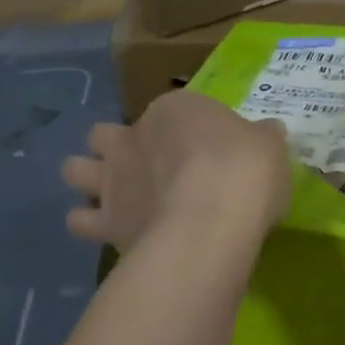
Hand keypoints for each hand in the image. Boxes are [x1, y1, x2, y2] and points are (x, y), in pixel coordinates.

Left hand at [61, 90, 291, 252]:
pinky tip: (115, 234)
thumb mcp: (270, 147)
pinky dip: (90, 226)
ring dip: (88, 182)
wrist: (214, 217)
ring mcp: (112, 179)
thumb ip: (262, 139)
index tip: (204, 153)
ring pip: (74, 170)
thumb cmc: (245, 171)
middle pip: (104, 134)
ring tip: (115, 201)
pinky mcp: (105, 222)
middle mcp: (132, 138)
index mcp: (173, 110)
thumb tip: (268, 133)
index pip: (171, 112)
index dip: (183, 132)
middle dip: (116, 149)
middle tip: (145, 172)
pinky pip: (79, 222)